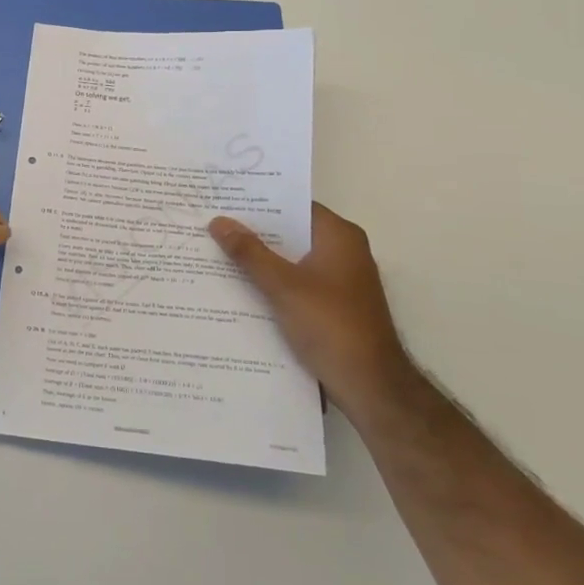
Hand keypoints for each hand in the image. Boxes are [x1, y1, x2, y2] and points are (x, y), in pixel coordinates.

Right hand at [209, 203, 414, 417]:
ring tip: (218, 252)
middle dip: (255, 232)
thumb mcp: (283, 286)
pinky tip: (242, 288)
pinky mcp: (335, 305)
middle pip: (292, 232)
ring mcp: (341, 280)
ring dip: (262, 259)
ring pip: (293, 259)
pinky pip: (298, 282)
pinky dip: (274, 282)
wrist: (371, 385)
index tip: (225, 199)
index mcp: (339, 236)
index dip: (260, 202)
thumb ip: (249, 253)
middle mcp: (344, 251)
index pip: (295, 205)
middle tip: (213, 224)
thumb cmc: (330, 325)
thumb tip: (218, 221)